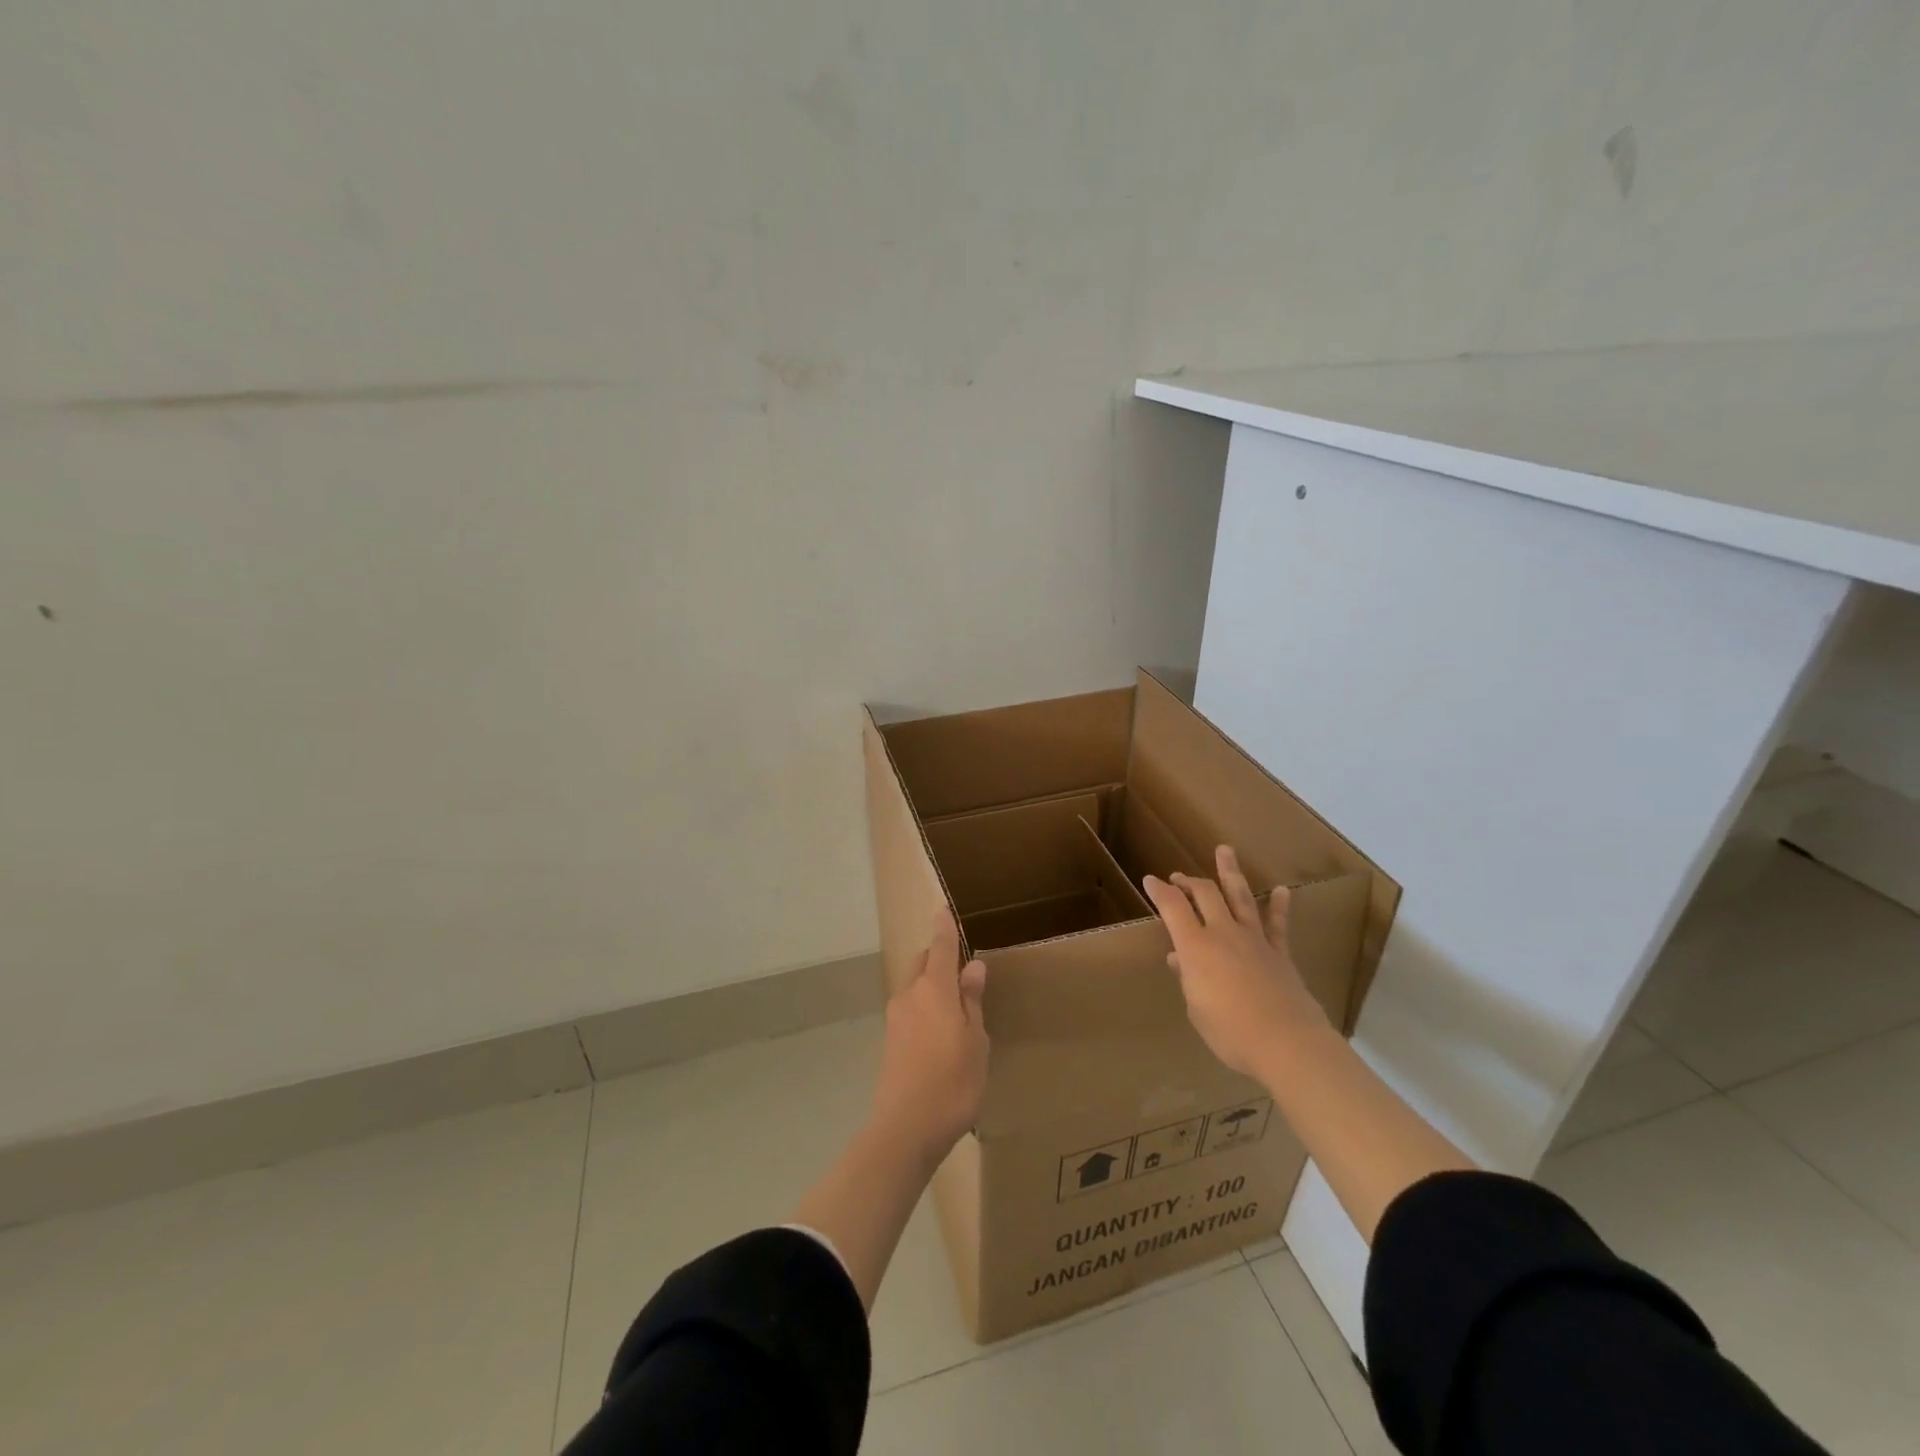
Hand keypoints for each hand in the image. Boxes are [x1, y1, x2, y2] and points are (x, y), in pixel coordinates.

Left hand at [872, 907, 988, 1160]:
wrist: (905, 1130)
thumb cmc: (952, 1082)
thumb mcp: (975, 1041)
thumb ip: (972, 1001)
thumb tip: (973, 966)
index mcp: (934, 990)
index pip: (940, 948)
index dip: (944, 929)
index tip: (943, 909)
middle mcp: (909, 996)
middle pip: (922, 964)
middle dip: (938, 957)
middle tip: (961, 966)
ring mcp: (895, 1019)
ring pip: (914, 987)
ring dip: (931, 985)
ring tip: (956, 1004)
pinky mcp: (890, 1041)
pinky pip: (910, 1010)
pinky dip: (925, 1007)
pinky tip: (940, 1032)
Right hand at [1143, 845, 1329, 1077]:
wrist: (1286, 1042)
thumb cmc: (1230, 1032)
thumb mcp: (1197, 1009)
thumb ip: (1189, 979)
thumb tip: (1180, 960)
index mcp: (1196, 947)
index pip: (1172, 907)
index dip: (1159, 890)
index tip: (1150, 880)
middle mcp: (1223, 933)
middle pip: (1205, 894)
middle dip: (1189, 881)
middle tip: (1179, 876)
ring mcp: (1254, 939)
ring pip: (1240, 897)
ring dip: (1230, 873)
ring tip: (1225, 851)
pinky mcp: (1279, 952)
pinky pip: (1278, 924)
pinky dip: (1278, 906)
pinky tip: (1281, 890)